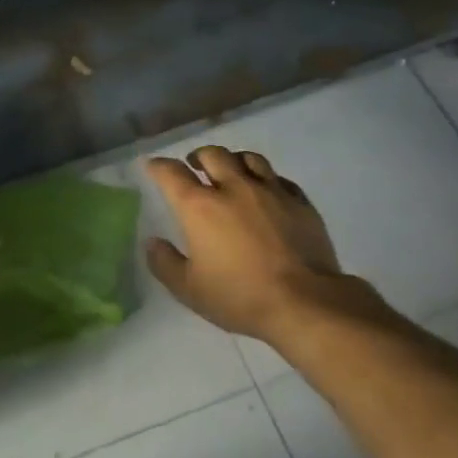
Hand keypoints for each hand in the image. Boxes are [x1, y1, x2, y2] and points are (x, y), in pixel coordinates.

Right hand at [145, 146, 390, 342]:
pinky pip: (280, 178)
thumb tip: (153, 242)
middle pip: (213, 155)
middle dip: (199, 157)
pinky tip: (267, 191)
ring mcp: (271, 191)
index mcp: (200, 207)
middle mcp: (234, 188)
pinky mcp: (300, 202)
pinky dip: (267, 179)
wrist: (304, 302)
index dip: (159, 166)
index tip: (153, 166)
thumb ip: (165, 263)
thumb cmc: (239, 296)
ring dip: (234, 160)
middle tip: (195, 166)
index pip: (172, 173)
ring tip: (231, 170)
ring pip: (249, 158)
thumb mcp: (189, 290)